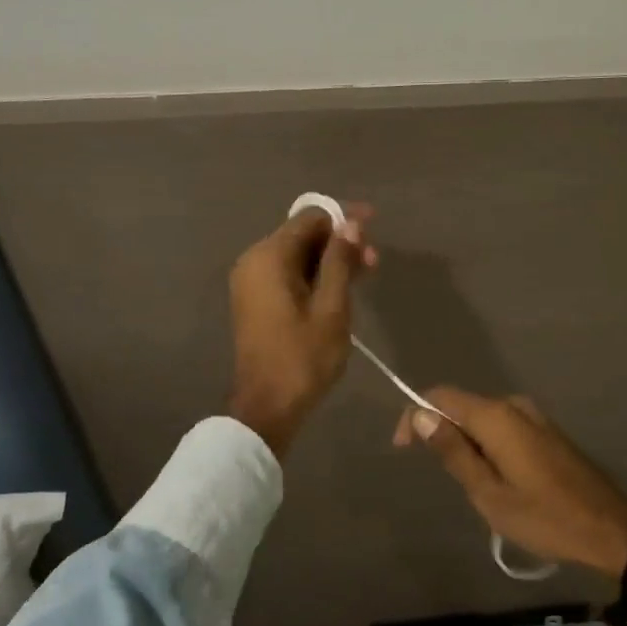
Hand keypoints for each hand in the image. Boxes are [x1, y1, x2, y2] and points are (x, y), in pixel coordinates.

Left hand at [226, 202, 376, 456]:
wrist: (268, 407)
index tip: (374, 226)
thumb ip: (340, 260)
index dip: (344, 218)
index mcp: (269, 257)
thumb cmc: (303, 357)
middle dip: (340, 242)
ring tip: (365, 275)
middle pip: (303, 235)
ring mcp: (252, 281)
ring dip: (330, 260)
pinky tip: (341, 288)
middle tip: (374, 261)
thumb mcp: (332, 307)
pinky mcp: (256, 299)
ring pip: (297, 255)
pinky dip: (314, 275)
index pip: (310, 218)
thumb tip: (351, 223)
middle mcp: (254, 260)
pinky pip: (288, 274)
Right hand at [394, 388, 626, 584]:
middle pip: (462, 406)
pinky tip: (497, 480)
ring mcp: (533, 416)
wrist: (610, 528)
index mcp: (496, 416)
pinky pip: (503, 427)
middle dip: (443, 433)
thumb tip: (420, 415)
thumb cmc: (544, 516)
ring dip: (467, 443)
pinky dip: (488, 446)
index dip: (415, 414)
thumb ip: (453, 451)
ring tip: (473, 486)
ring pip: (482, 419)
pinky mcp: (545, 431)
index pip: (440, 397)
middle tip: (444, 479)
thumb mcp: (488, 493)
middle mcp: (513, 405)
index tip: (402, 448)